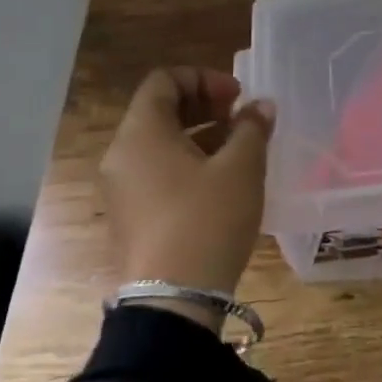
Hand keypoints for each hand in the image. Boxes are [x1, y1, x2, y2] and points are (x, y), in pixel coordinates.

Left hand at [100, 68, 275, 331]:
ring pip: (159, 144)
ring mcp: (121, 189)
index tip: (238, 97)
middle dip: (204, 106)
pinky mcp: (129, 218)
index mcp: (141, 133)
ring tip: (238, 149)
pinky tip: (221, 183)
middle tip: (240, 118)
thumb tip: (260, 107)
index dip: (204, 79)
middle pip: (160, 110)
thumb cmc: (207, 220)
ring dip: (200, 135)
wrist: (172, 303)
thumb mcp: (241, 168)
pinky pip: (156, 172)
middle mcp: (121, 155)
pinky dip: (187, 164)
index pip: (164, 80)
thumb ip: (252, 128)